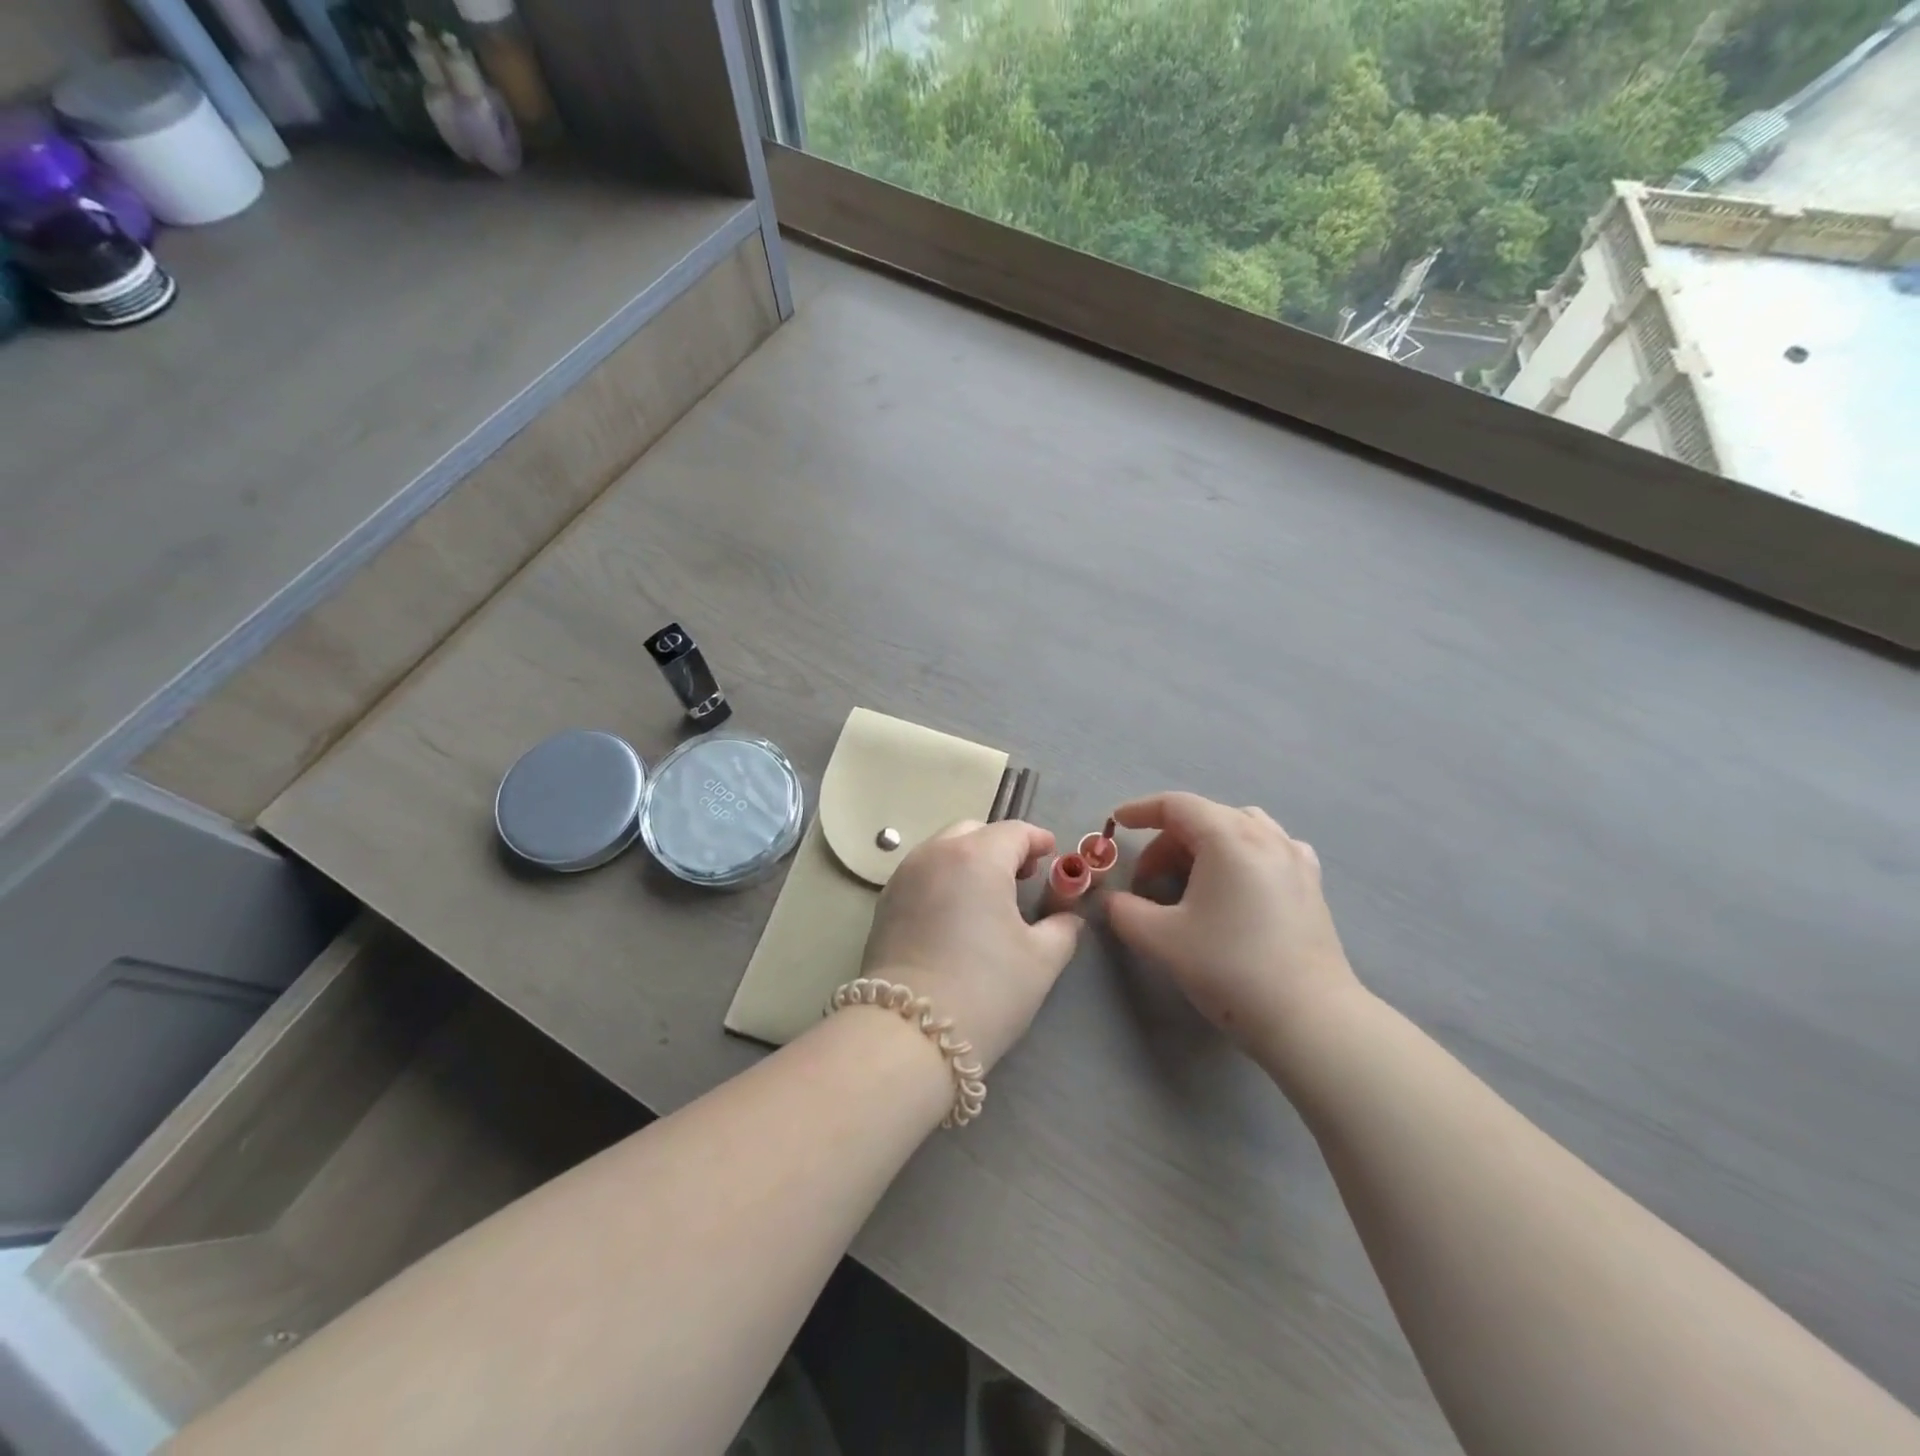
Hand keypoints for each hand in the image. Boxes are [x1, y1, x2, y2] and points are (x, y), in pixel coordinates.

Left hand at [860, 820, 1082, 1070]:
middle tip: (1023, 875)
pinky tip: (956, 912)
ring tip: (989, 894)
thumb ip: (1062, 928)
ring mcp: (904, 876)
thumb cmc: (986, 989)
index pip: (1013, 832)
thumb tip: (1068, 918)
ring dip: (969, 859)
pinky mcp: (884, 902)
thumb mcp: (1041, 960)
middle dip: (1001, 845)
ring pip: (943, 849)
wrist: (910, 1031)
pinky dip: (944, 878)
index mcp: (977, 857)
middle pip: (974, 831)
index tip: (1053, 854)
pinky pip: (921, 873)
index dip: (1038, 840)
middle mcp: (935, 854)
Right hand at [1106, 792, 1364, 1064]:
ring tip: (1189, 878)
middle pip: (1205, 817)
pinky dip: (1242, 854)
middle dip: (1167, 841)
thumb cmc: (1230, 968)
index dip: (1140, 810)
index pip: (1176, 805)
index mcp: (1228, 838)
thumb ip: (1124, 911)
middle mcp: (1265, 836)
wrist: (1309, 1018)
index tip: (1116, 823)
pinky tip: (1238, 882)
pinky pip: (1269, 848)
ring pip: (1239, 828)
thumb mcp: (1161, 939)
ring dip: (1204, 844)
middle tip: (1146, 880)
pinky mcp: (1312, 884)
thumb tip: (1112, 900)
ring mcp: (1295, 858)